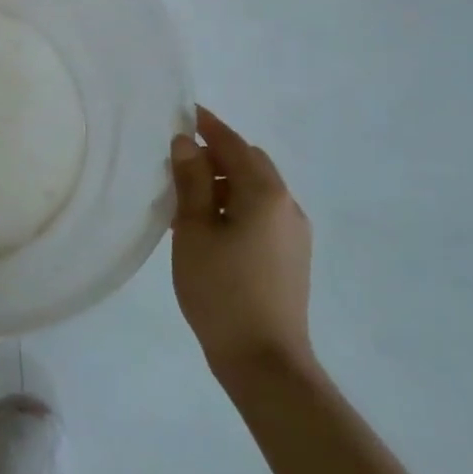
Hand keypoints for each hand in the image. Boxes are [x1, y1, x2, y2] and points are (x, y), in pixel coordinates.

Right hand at [169, 105, 313, 377]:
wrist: (265, 361)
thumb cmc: (222, 290)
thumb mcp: (194, 231)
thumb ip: (191, 181)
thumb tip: (186, 143)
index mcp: (265, 193)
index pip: (233, 144)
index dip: (207, 126)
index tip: (183, 111)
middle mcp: (287, 205)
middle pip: (250, 162)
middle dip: (216, 154)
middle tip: (178, 160)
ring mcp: (294, 232)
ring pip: (256, 189)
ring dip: (225, 181)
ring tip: (188, 197)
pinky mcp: (292, 256)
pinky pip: (262, 212)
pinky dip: (236, 204)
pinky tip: (210, 226)